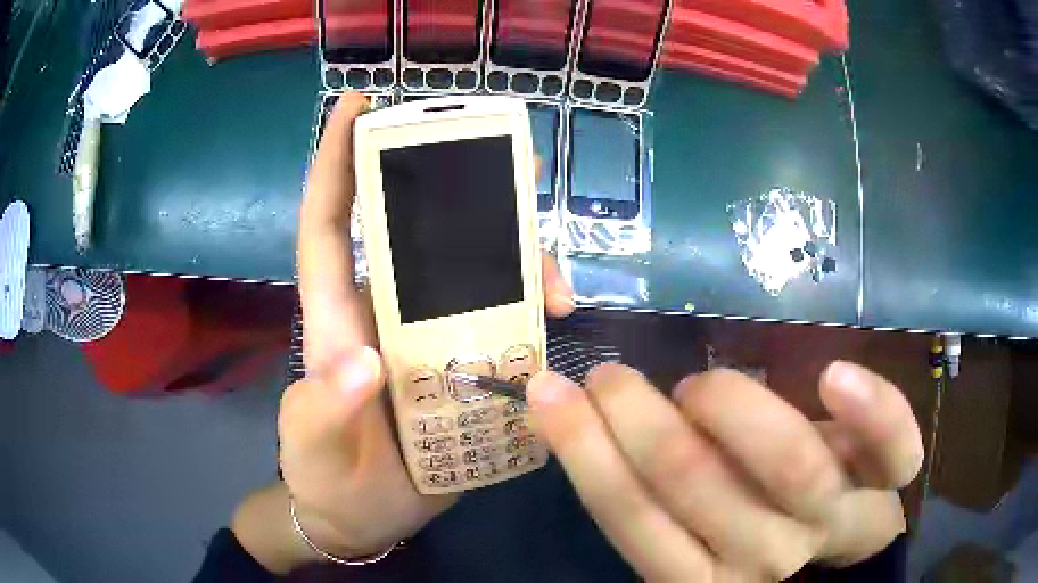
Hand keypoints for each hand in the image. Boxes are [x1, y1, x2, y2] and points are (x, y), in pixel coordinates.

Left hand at [267, 93, 575, 567]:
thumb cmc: (328, 480)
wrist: (364, 519)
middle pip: (423, 233)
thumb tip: (365, 362)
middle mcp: (385, 313)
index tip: (357, 105)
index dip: (337, 162)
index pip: (330, 225)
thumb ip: (325, 411)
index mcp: (338, 319)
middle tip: (518, 169)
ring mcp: (429, 338)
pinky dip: (533, 313)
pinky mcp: (464, 367)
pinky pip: (503, 322)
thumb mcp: (315, 450)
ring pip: (475, 272)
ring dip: (518, 260)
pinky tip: (560, 319)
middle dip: (464, 191)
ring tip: (558, 280)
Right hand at [527, 361, 922, 580]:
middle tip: (609, 376)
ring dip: (730, 409)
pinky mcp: (889, 480)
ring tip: (697, 387)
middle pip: (700, 486)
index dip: (585, 454)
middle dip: (640, 423)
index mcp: (706, 574)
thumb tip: (596, 422)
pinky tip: (835, 377)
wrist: (849, 542)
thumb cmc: (764, 529)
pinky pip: (892, 447)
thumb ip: (662, 494)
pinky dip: (873, 411)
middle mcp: (766, 555)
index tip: (550, 393)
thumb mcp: (703, 531)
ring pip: (789, 466)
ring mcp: (835, 516)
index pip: (632, 519)